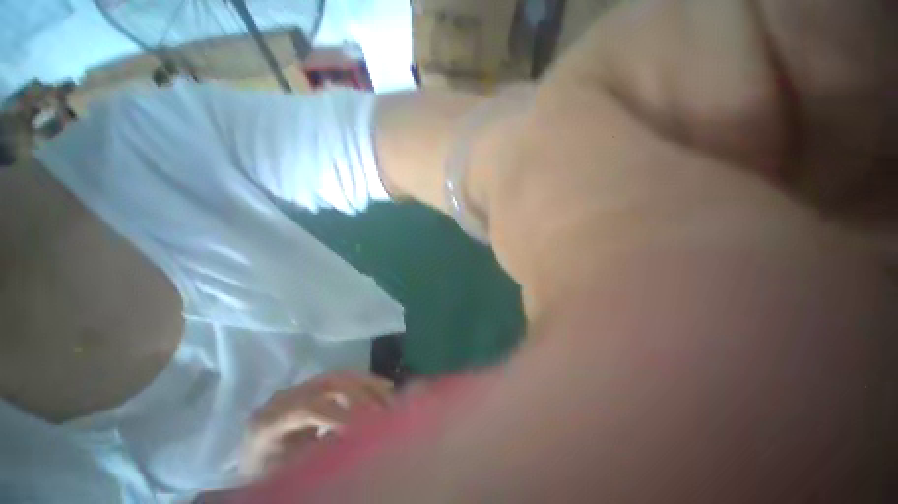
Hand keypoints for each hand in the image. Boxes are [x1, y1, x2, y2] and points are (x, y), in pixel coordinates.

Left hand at [240, 371, 393, 479]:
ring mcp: (301, 387)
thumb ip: (315, 457)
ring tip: (392, 395)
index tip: (365, 429)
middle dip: (361, 393)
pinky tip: (384, 388)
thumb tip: (354, 441)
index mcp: (270, 420)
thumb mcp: (286, 473)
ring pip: (341, 375)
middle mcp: (287, 396)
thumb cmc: (268, 471)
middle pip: (329, 384)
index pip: (309, 407)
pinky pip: (344, 378)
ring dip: (369, 384)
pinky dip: (366, 382)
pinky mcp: (313, 385)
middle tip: (387, 408)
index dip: (339, 414)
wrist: (255, 455)